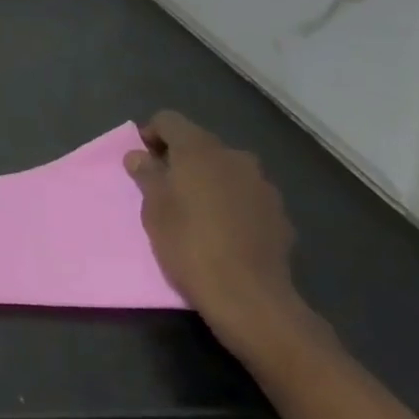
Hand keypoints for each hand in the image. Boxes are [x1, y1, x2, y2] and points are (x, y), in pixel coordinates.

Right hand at [123, 112, 309, 357]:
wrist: (250, 297)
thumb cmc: (189, 244)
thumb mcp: (153, 208)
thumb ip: (146, 174)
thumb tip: (139, 156)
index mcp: (199, 149)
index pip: (169, 120)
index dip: (150, 134)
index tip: (141, 160)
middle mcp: (234, 156)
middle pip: (199, 144)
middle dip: (180, 159)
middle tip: (164, 186)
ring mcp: (261, 184)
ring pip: (225, 169)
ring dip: (207, 179)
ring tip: (194, 209)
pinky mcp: (279, 213)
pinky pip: (245, 195)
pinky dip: (230, 201)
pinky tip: (223, 230)